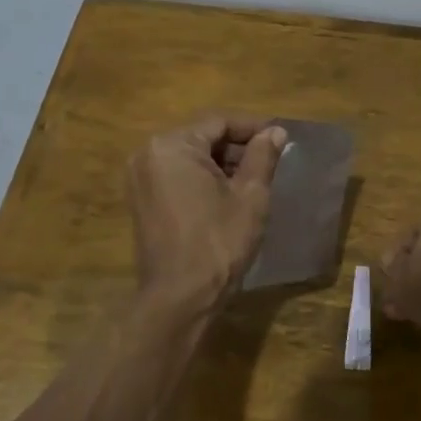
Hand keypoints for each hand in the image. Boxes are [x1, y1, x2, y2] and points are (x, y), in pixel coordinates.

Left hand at [128, 114, 287, 309]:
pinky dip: (201, 179)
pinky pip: (175, 177)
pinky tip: (227, 195)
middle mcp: (148, 154)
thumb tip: (275, 132)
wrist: (180, 297)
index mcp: (172, 145)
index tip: (280, 138)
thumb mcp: (250, 196)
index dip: (253, 128)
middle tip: (271, 160)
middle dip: (236, 147)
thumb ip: (262, 156)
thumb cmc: (218, 242)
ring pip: (188, 158)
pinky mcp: (140, 201)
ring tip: (255, 179)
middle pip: (201, 137)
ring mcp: (139, 179)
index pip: (218, 122)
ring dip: (220, 164)